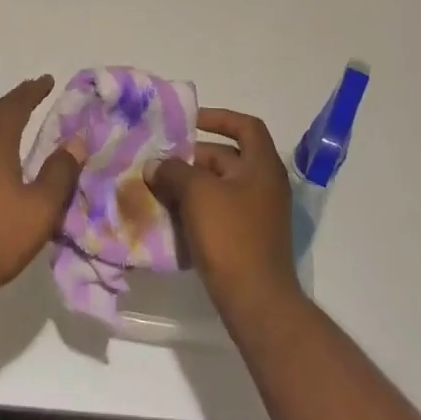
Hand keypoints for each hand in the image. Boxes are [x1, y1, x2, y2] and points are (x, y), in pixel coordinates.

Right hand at [149, 107, 299, 315]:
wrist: (256, 301)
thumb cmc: (231, 236)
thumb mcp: (197, 194)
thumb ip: (173, 171)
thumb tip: (155, 165)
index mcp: (262, 166)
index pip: (245, 126)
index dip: (218, 118)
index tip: (188, 123)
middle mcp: (265, 185)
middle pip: (227, 158)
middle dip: (192, 158)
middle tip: (159, 162)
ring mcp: (258, 214)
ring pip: (219, 187)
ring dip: (190, 185)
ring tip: (158, 188)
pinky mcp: (248, 239)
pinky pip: (219, 212)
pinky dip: (197, 209)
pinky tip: (170, 217)